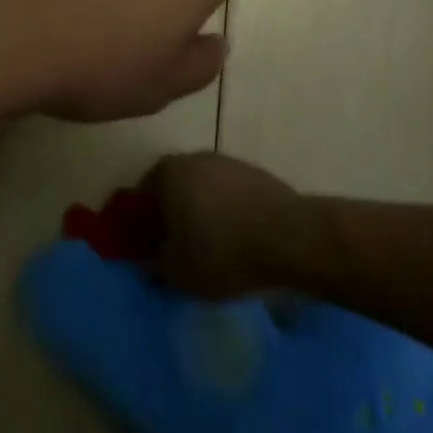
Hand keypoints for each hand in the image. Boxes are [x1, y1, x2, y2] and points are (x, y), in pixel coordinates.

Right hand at [141, 152, 304, 297]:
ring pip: (204, 191)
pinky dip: (230, 214)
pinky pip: (232, 196)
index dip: (142, 224)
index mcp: (167, 173)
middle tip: (178, 250)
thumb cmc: (222, 252)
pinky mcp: (257, 174)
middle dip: (173, 216)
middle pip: (174, 189)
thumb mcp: (178, 274)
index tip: (150, 249)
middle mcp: (194, 158)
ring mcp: (229, 163)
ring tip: (212, 249)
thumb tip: (149, 265)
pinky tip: (240, 241)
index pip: (142, 196)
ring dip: (203, 214)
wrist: (290, 237)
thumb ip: (156, 268)